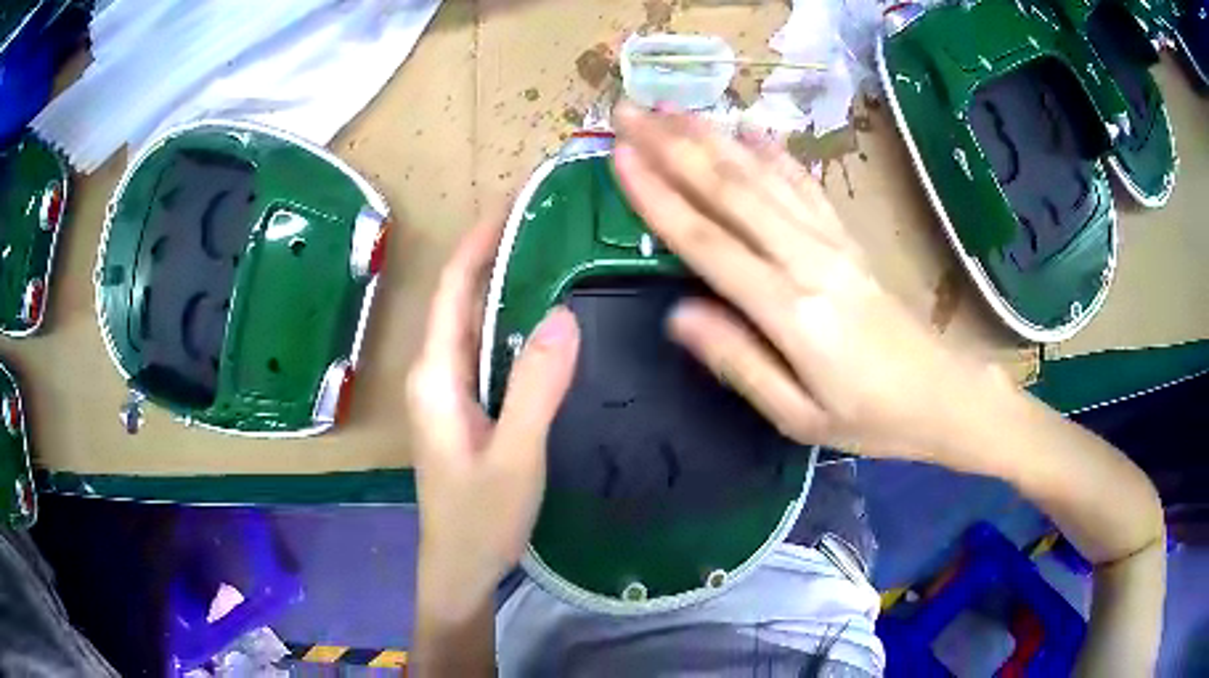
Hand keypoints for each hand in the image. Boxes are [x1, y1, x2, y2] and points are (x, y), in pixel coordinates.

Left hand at [405, 216, 579, 623]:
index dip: (479, 240)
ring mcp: (448, 390)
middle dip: (493, 250)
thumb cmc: (480, 519)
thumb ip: (536, 388)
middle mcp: (435, 372)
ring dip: (502, 282)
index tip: (513, 201)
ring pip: (473, 321)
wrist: (460, 566)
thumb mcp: (516, 456)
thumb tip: (563, 315)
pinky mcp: (465, 406)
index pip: (453, 288)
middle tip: (543, 217)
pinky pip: (485, 348)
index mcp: (436, 375)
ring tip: (548, 249)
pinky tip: (541, 315)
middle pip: (460, 297)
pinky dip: (509, 319)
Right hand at [612, 102, 1001, 460]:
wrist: (942, 394)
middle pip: (731, 190)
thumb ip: (739, 363)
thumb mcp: (798, 417)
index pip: (709, 242)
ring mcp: (832, 241)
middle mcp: (809, 260)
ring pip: (763, 175)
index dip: (660, 196)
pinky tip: (751, 129)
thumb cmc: (870, 418)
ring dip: (713, 137)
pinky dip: (775, 153)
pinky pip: (806, 184)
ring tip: (671, 106)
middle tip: (628, 110)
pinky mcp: (848, 237)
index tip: (619, 156)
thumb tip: (678, 315)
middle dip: (673, 145)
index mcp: (792, 311)